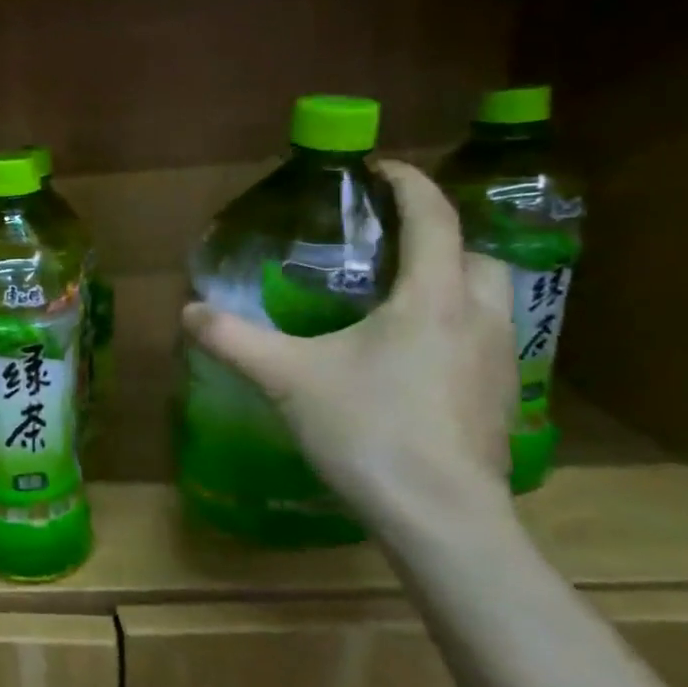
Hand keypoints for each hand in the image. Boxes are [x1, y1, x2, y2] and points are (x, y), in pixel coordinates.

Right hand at [181, 161, 519, 544]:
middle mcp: (476, 319)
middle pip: (478, 255)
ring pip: (490, 299)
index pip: (433, 219)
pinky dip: (455, 326)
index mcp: (430, 299)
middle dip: (442, 236)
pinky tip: (411, 358)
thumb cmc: (367, 430)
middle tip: (391, 244)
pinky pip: (485, 339)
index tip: (379, 167)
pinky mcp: (499, 400)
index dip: (409, 184)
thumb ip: (233, 339)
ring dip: (454, 281)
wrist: (441, 518)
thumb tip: (188, 311)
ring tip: (400, 297)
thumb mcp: (286, 378)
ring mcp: (498, 362)